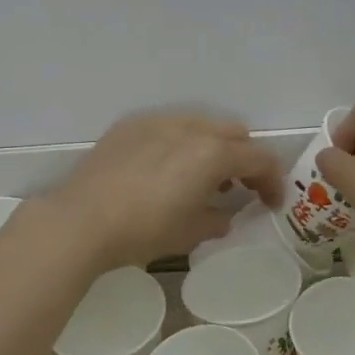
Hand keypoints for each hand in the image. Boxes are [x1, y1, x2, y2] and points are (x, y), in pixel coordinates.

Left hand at [48, 112, 284, 269]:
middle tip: (239, 188)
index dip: (272, 181)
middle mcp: (191, 128)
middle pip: (235, 134)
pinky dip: (181, 144)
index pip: (259, 158)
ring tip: (200, 179)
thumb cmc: (143, 230)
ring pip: (202, 125)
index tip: (270, 204)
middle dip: (244, 159)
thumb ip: (217, 220)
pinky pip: (169, 127)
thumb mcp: (189, 233)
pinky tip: (164, 170)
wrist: (81, 220)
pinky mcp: (131, 125)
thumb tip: (223, 216)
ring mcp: (158, 121)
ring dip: (212, 148)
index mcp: (213, 153)